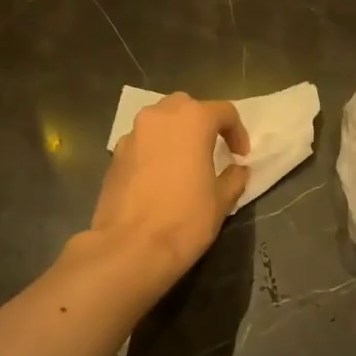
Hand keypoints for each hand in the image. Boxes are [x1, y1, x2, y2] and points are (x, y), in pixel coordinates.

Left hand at [89, 93, 249, 290]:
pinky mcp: (114, 156)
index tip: (241, 156)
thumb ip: (233, 178)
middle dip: (202, 123)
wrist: (130, 248)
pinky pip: (142, 143)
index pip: (223, 111)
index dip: (237, 132)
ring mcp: (132, 135)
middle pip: (186, 107)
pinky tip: (161, 179)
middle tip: (212, 149)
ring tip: (185, 163)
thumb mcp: (221, 201)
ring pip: (159, 122)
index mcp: (192, 120)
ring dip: (176, 134)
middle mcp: (159, 117)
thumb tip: (237, 170)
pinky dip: (155, 151)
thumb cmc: (185, 220)